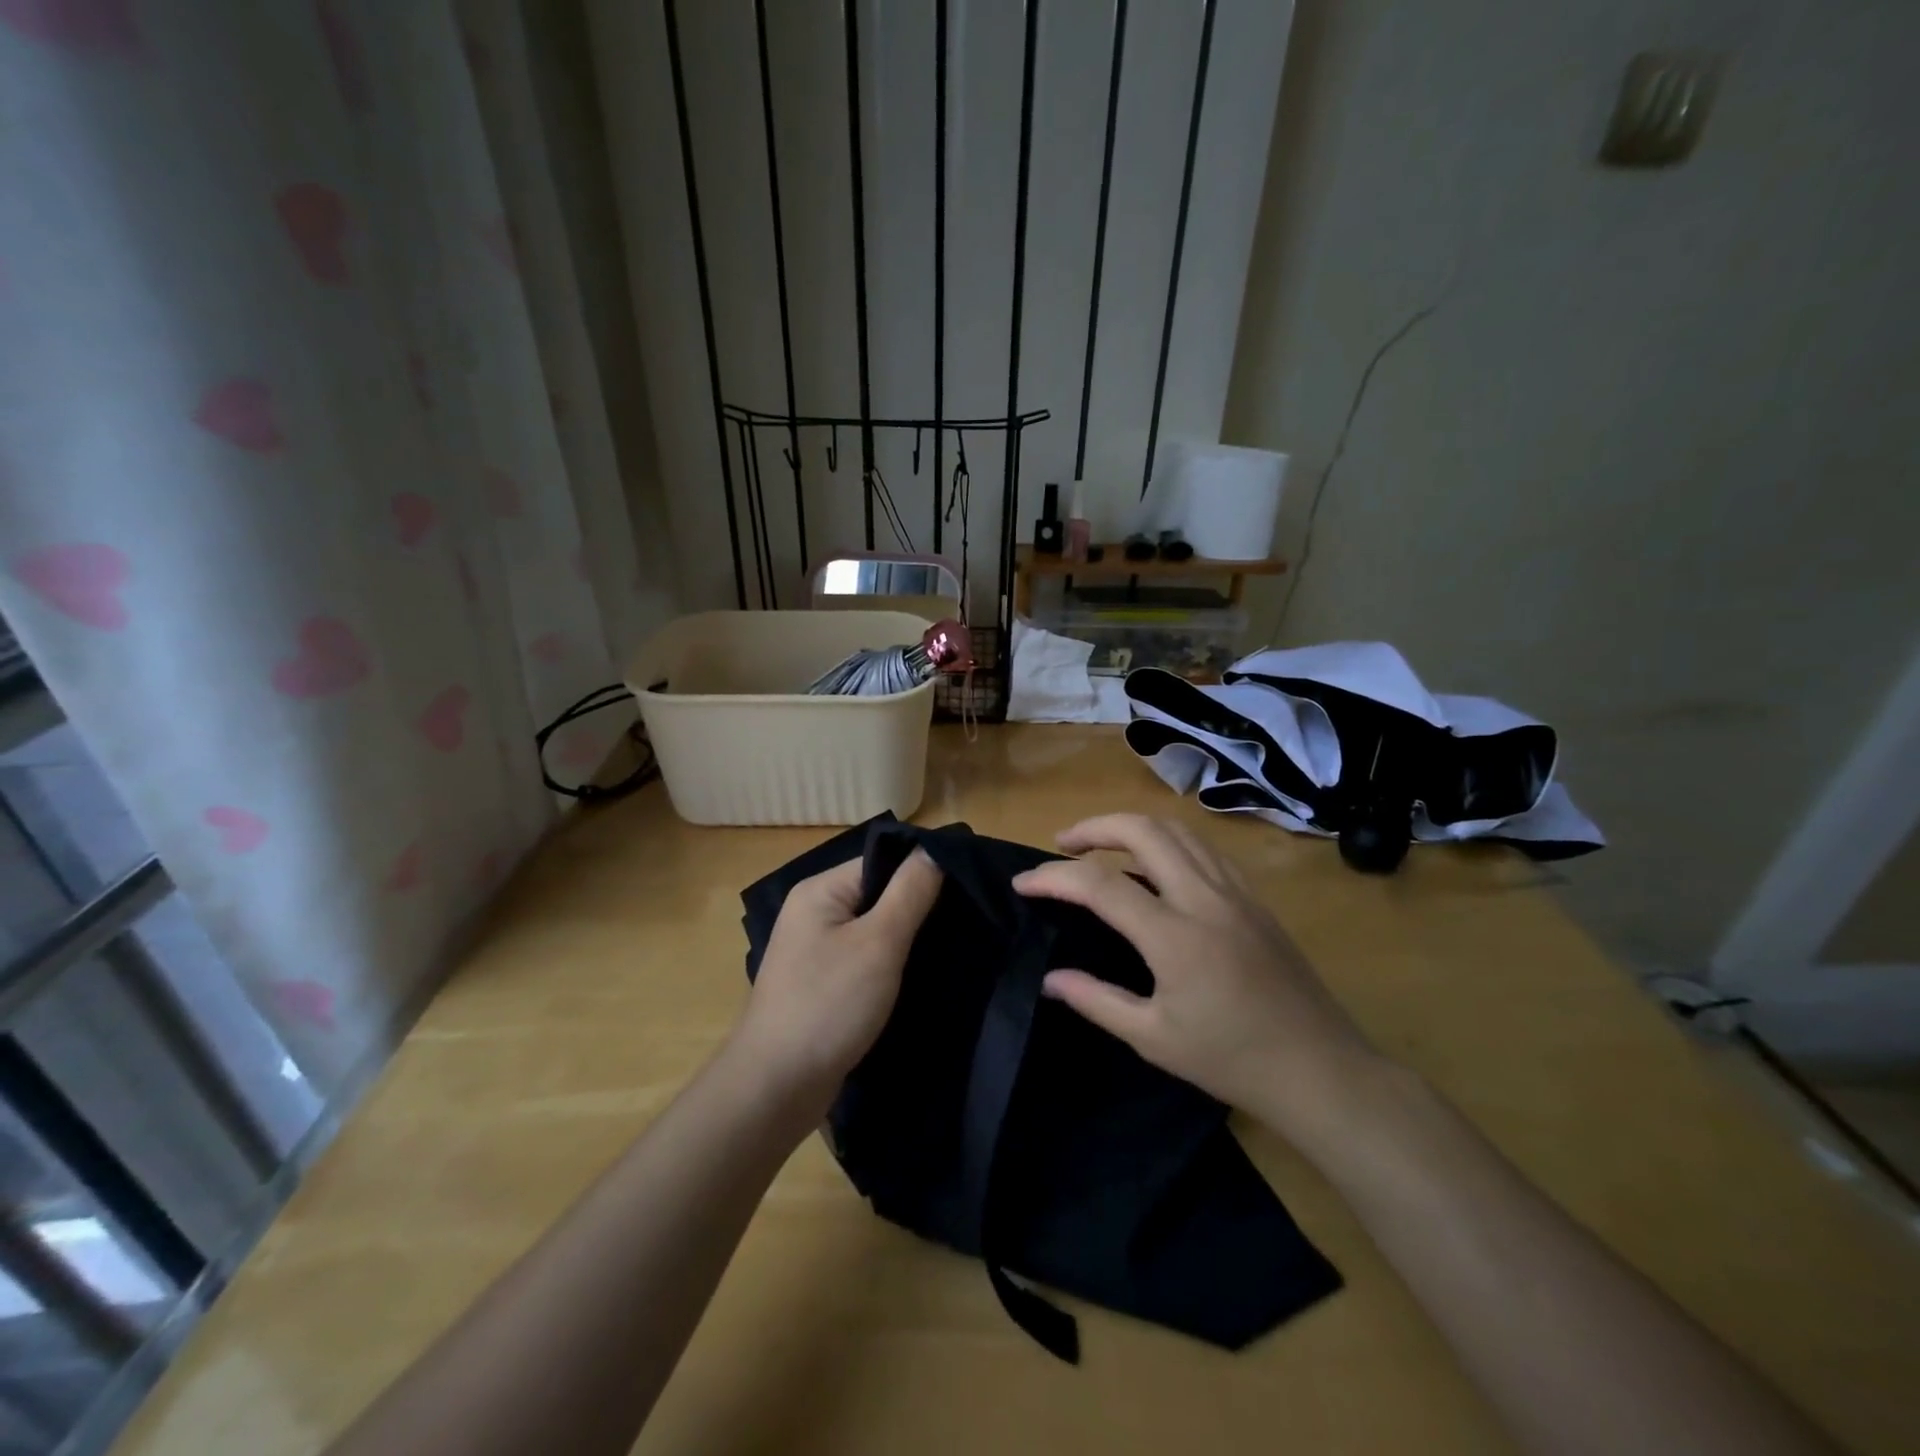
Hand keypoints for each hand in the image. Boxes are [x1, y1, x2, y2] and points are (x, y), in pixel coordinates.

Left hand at [731, 850, 943, 1117]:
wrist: (776, 1088)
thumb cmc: (828, 1004)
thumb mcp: (879, 943)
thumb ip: (910, 892)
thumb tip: (934, 849)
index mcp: (820, 891)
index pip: (882, 861)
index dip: (924, 869)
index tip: (969, 885)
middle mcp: (814, 912)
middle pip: (879, 893)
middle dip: (920, 906)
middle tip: (968, 918)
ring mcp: (816, 950)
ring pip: (876, 929)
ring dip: (908, 938)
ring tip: (954, 945)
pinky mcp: (824, 984)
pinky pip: (866, 958)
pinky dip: (892, 964)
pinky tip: (923, 974)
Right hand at [1012, 814, 1380, 1147]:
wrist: (1320, 1069)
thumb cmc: (1231, 1060)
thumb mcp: (1153, 1038)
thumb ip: (1096, 1000)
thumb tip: (1049, 979)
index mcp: (1175, 936)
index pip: (1099, 885)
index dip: (1053, 877)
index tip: (1022, 883)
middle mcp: (1204, 898)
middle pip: (1143, 830)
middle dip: (1094, 827)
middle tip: (1062, 845)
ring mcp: (1235, 892)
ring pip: (1177, 830)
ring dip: (1132, 826)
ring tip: (1101, 845)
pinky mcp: (1254, 898)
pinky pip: (1203, 849)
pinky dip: (1167, 841)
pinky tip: (1155, 866)